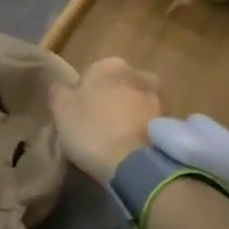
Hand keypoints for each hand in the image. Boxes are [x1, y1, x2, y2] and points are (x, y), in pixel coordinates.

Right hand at [48, 56, 163, 184]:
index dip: (82, 95)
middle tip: (96, 125)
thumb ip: (58, 92)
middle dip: (109, 100)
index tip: (77, 115)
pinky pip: (147, 122)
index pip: (90, 74)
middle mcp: (138, 73)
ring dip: (127, 115)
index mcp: (109, 65)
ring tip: (114, 139)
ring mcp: (158, 97)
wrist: (136, 164)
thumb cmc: (93, 130)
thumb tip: (61, 87)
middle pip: (116, 86)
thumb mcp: (61, 111)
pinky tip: (129, 148)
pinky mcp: (170, 122)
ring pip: (135, 103)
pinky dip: (140, 130)